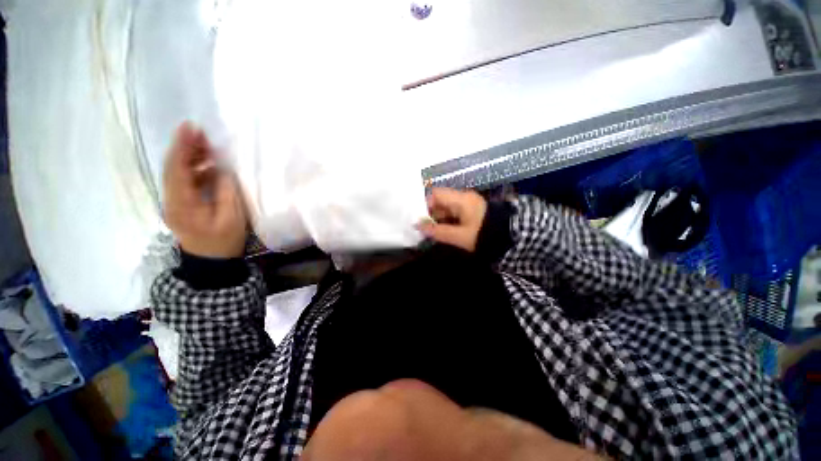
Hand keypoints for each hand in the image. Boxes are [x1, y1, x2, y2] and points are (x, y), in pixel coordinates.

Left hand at [163, 123, 246, 258]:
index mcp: (182, 204)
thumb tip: (221, 171)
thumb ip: (226, 192)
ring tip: (207, 146)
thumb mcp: (232, 218)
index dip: (182, 147)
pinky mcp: (182, 206)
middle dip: (184, 148)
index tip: (189, 127)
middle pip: (173, 168)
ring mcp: (175, 203)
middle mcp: (172, 200)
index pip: (177, 169)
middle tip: (200, 132)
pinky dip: (195, 170)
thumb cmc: (223, 241)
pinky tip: (209, 167)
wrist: (211, 263)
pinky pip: (185, 182)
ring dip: (190, 158)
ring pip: (177, 174)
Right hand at [417, 188, 486, 251]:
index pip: (436, 193)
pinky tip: (442, 229)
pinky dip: (446, 220)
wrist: (510, 238)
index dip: (425, 204)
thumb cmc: (483, 235)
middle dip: (431, 213)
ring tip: (431, 231)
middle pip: (440, 200)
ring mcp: (467, 203)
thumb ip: (437, 231)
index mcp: (460, 199)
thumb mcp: (459, 236)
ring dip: (438, 218)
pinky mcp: (470, 210)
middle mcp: (463, 197)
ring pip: (446, 207)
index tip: (421, 219)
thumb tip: (418, 226)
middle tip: (424, 228)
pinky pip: (453, 212)